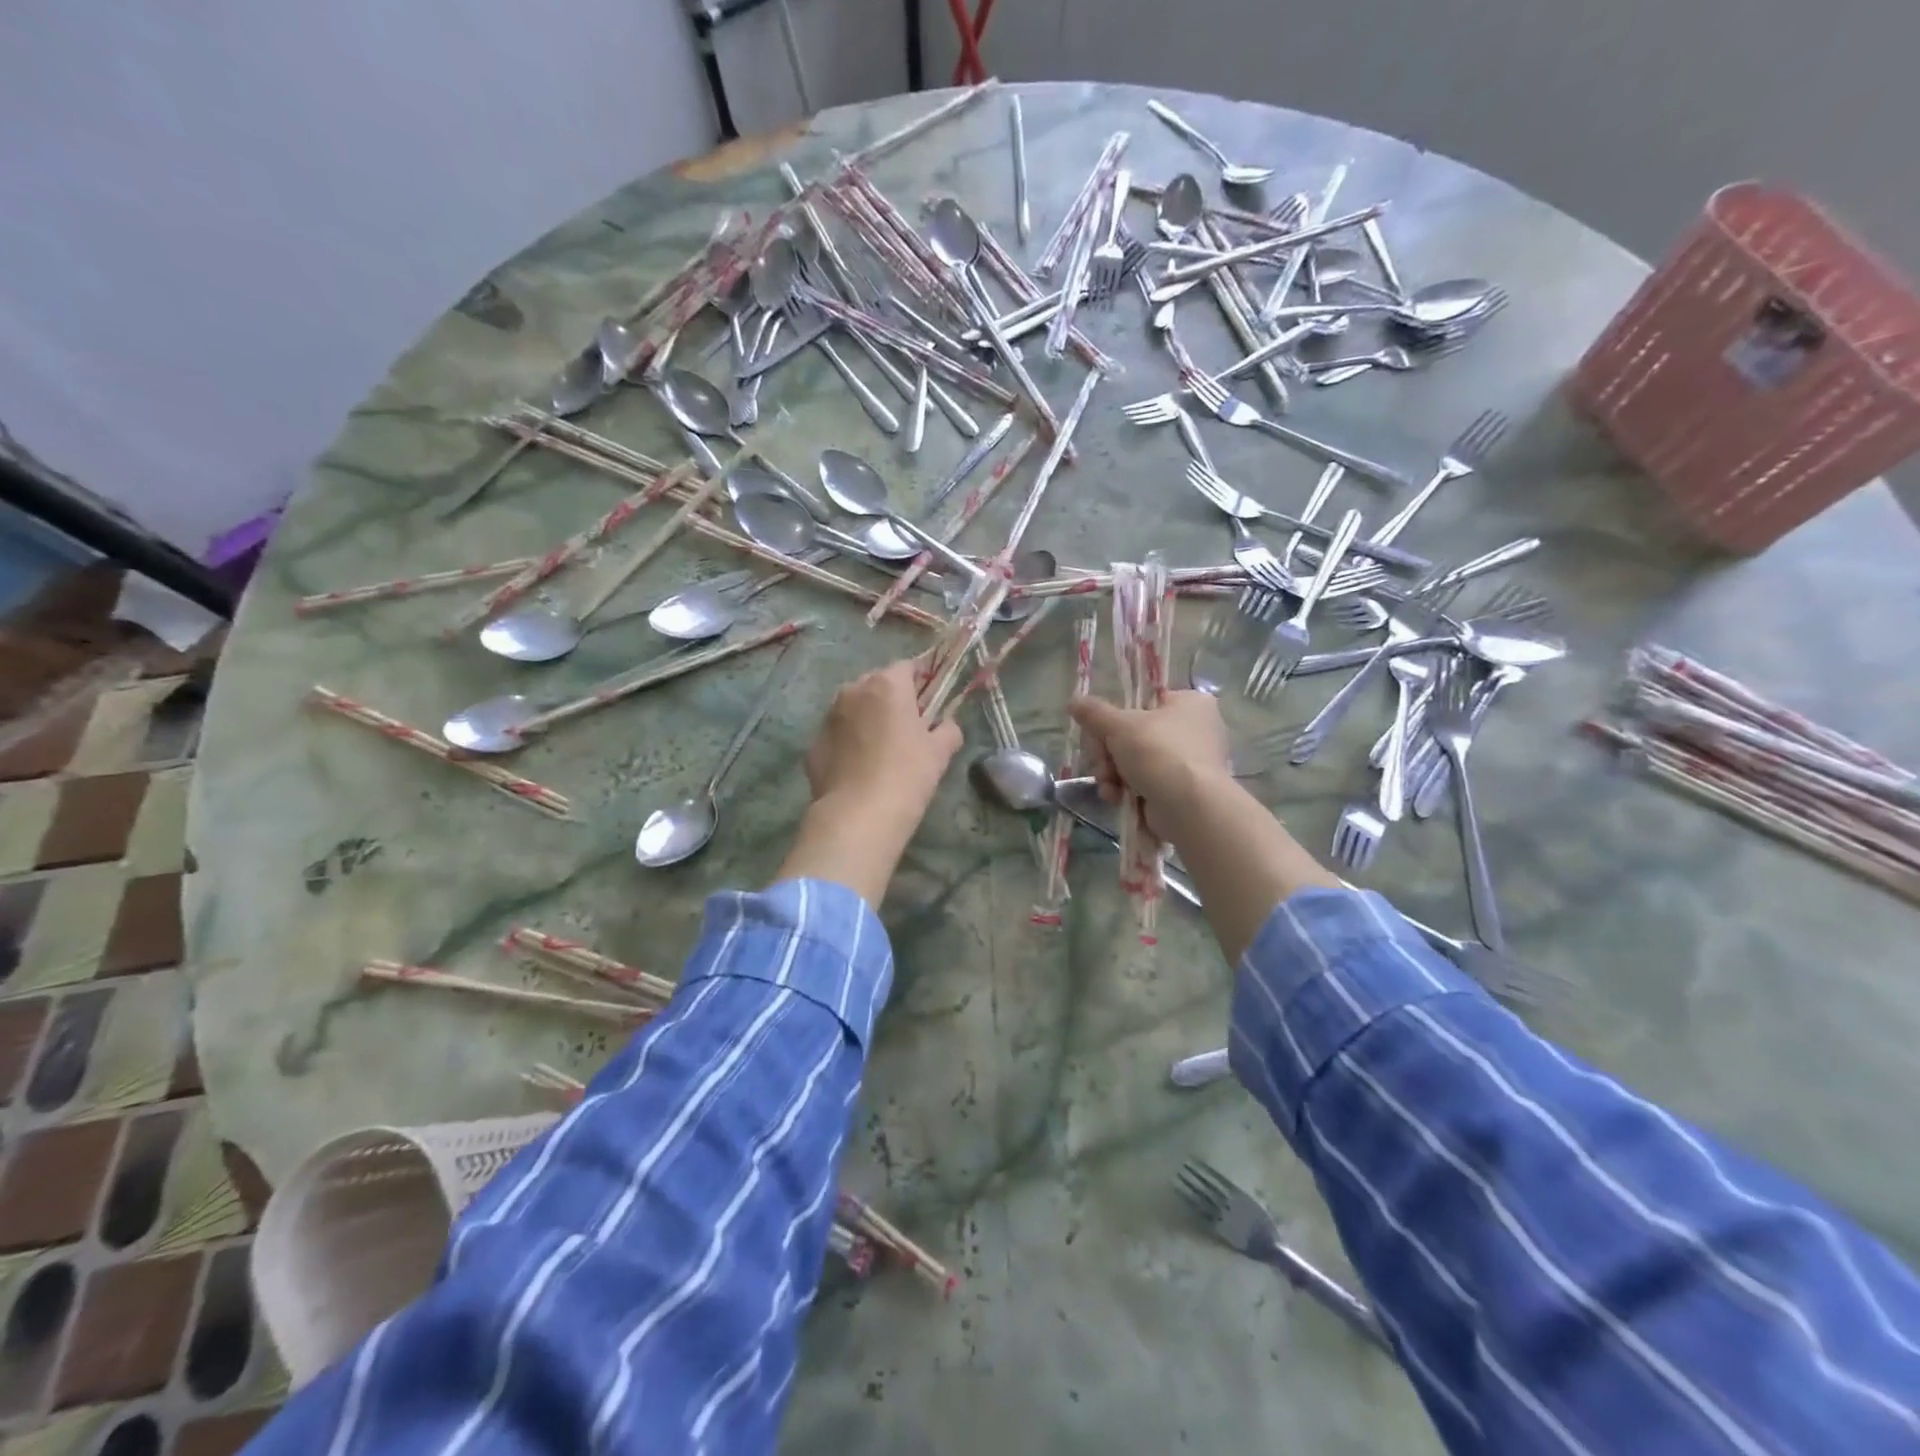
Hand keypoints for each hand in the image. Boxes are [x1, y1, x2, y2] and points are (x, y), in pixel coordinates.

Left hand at [806, 658, 961, 826]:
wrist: (858, 815)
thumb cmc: (907, 775)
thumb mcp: (939, 753)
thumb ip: (948, 730)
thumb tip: (947, 726)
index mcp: (887, 686)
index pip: (908, 666)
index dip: (922, 677)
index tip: (931, 694)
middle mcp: (853, 691)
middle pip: (877, 683)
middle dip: (892, 697)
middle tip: (908, 723)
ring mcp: (828, 717)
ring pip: (853, 707)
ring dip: (867, 717)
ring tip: (881, 746)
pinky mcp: (814, 745)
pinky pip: (838, 734)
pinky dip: (849, 742)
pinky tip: (860, 766)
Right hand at [1068, 691, 1232, 839]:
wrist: (1189, 808)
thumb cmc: (1159, 753)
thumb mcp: (1120, 725)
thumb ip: (1094, 712)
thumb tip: (1074, 700)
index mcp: (1190, 703)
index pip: (1143, 702)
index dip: (1116, 717)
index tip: (1098, 730)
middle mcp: (1194, 730)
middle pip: (1133, 735)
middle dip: (1108, 752)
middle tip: (1102, 761)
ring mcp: (1188, 763)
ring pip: (1134, 761)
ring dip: (1112, 773)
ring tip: (1109, 784)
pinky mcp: (1180, 791)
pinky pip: (1144, 783)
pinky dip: (1126, 790)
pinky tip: (1116, 798)